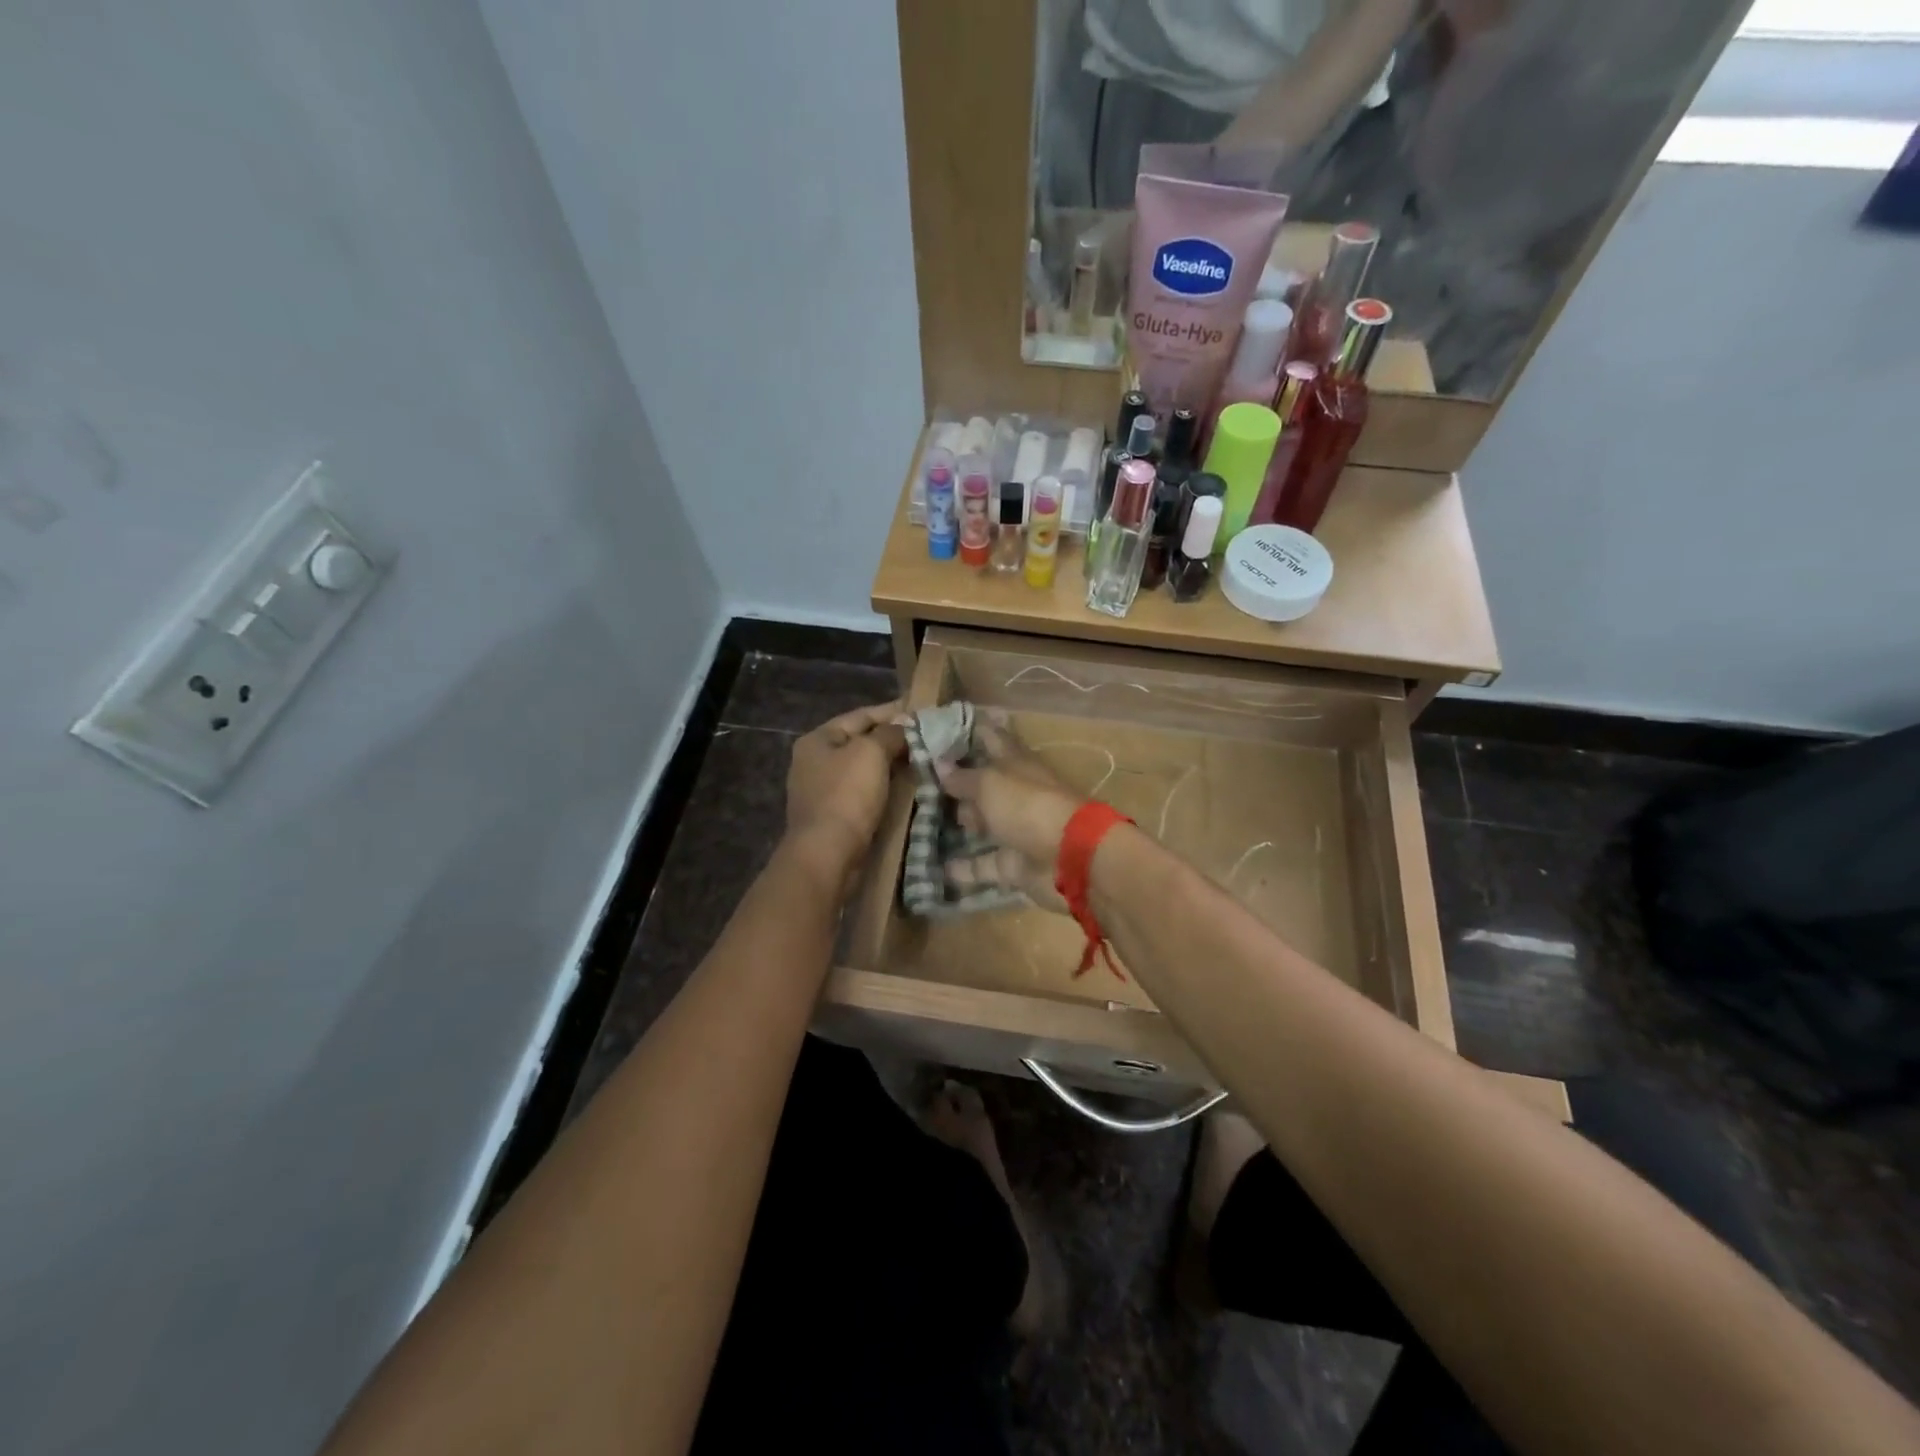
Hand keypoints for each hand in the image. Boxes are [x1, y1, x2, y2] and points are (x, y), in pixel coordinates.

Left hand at [784, 701, 906, 889]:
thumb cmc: (847, 796)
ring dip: (891, 766)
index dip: (892, 711)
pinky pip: (864, 793)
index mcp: (818, 740)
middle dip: (893, 740)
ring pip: (864, 769)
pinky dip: (885, 788)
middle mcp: (815, 761)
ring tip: (923, 761)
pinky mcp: (835, 815)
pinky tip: (907, 789)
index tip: (921, 712)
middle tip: (927, 738)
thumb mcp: (871, 752)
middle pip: (861, 742)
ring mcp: (823, 790)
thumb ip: (890, 733)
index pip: (860, 715)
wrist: (827, 854)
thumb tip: (903, 728)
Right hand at [935, 715, 1086, 909]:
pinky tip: (938, 869)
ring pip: (985, 824)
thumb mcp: (990, 784)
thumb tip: (940, 764)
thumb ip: (963, 777)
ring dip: (963, 824)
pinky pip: (984, 865)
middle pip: (986, 785)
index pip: (993, 738)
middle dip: (960, 783)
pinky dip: (965, 868)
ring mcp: (1017, 830)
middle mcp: (1016, 794)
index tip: (944, 726)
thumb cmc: (1028, 806)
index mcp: (1016, 764)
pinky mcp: (1014, 864)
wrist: (1069, 858)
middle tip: (924, 781)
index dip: (973, 731)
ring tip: (925, 823)